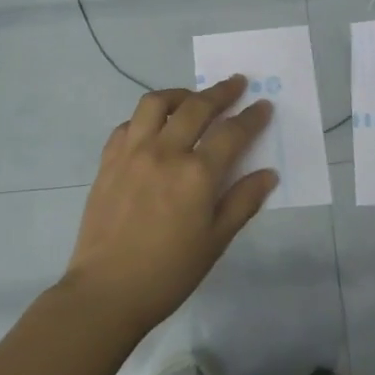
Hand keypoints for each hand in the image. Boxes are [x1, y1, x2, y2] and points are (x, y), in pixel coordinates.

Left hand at [62, 75, 277, 333]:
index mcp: (197, 174)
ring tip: (192, 99)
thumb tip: (268, 174)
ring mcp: (132, 152)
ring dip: (179, 95)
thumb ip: (243, 201)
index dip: (251, 117)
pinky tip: (154, 129)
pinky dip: (145, 119)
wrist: (107, 291)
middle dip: (220, 92)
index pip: (232, 133)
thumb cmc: (169, 272)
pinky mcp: (108, 161)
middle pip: (196, 107)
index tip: (263, 105)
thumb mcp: (216, 241)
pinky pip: (128, 125)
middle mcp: (165, 152)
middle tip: (236, 84)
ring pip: (156, 104)